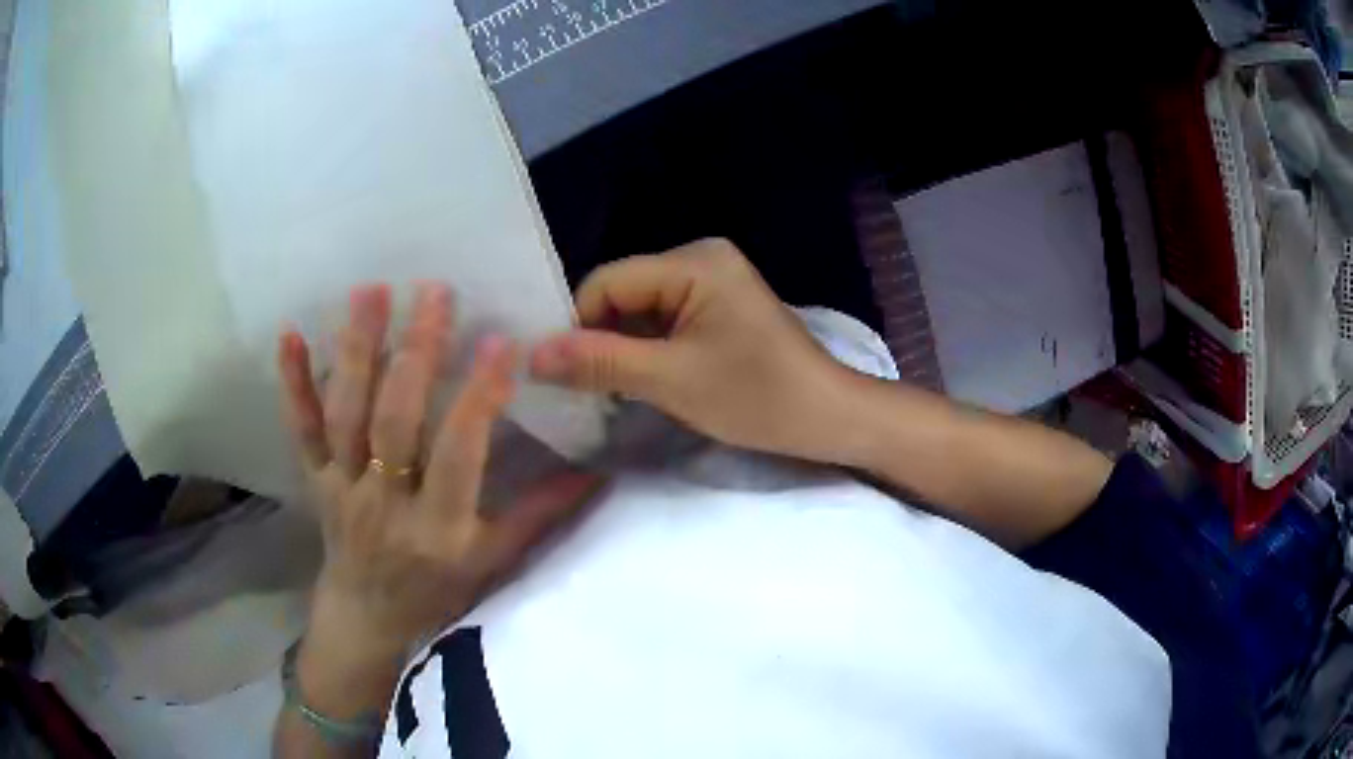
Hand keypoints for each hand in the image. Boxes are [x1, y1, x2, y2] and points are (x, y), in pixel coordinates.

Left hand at [278, 283, 600, 685]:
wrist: (368, 618)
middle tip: (435, 292)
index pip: (458, 454)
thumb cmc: (438, 592)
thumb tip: (595, 473)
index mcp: (437, 529)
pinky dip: (292, 383)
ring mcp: (342, 488)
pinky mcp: (314, 479)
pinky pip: (300, 429)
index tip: (500, 342)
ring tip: (372, 291)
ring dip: (356, 351)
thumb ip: (539, 515)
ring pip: (345, 414)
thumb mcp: (493, 563)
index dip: (478, 398)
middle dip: (415, 354)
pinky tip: (289, 333)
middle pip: (395, 421)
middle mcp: (384, 504)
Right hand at [529, 239, 849, 461]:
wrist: (827, 417)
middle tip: (586, 389)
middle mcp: (700, 258)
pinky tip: (642, 380)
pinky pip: (663, 320)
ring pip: (639, 310)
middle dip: (600, 339)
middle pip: (621, 293)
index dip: (577, 326)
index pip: (606, 283)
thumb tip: (531, 355)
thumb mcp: (671, 380)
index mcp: (693, 261)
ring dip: (622, 348)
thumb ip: (599, 363)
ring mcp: (712, 281)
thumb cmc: (757, 396)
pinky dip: (647, 350)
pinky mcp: (718, 306)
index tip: (562, 375)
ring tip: (612, 390)